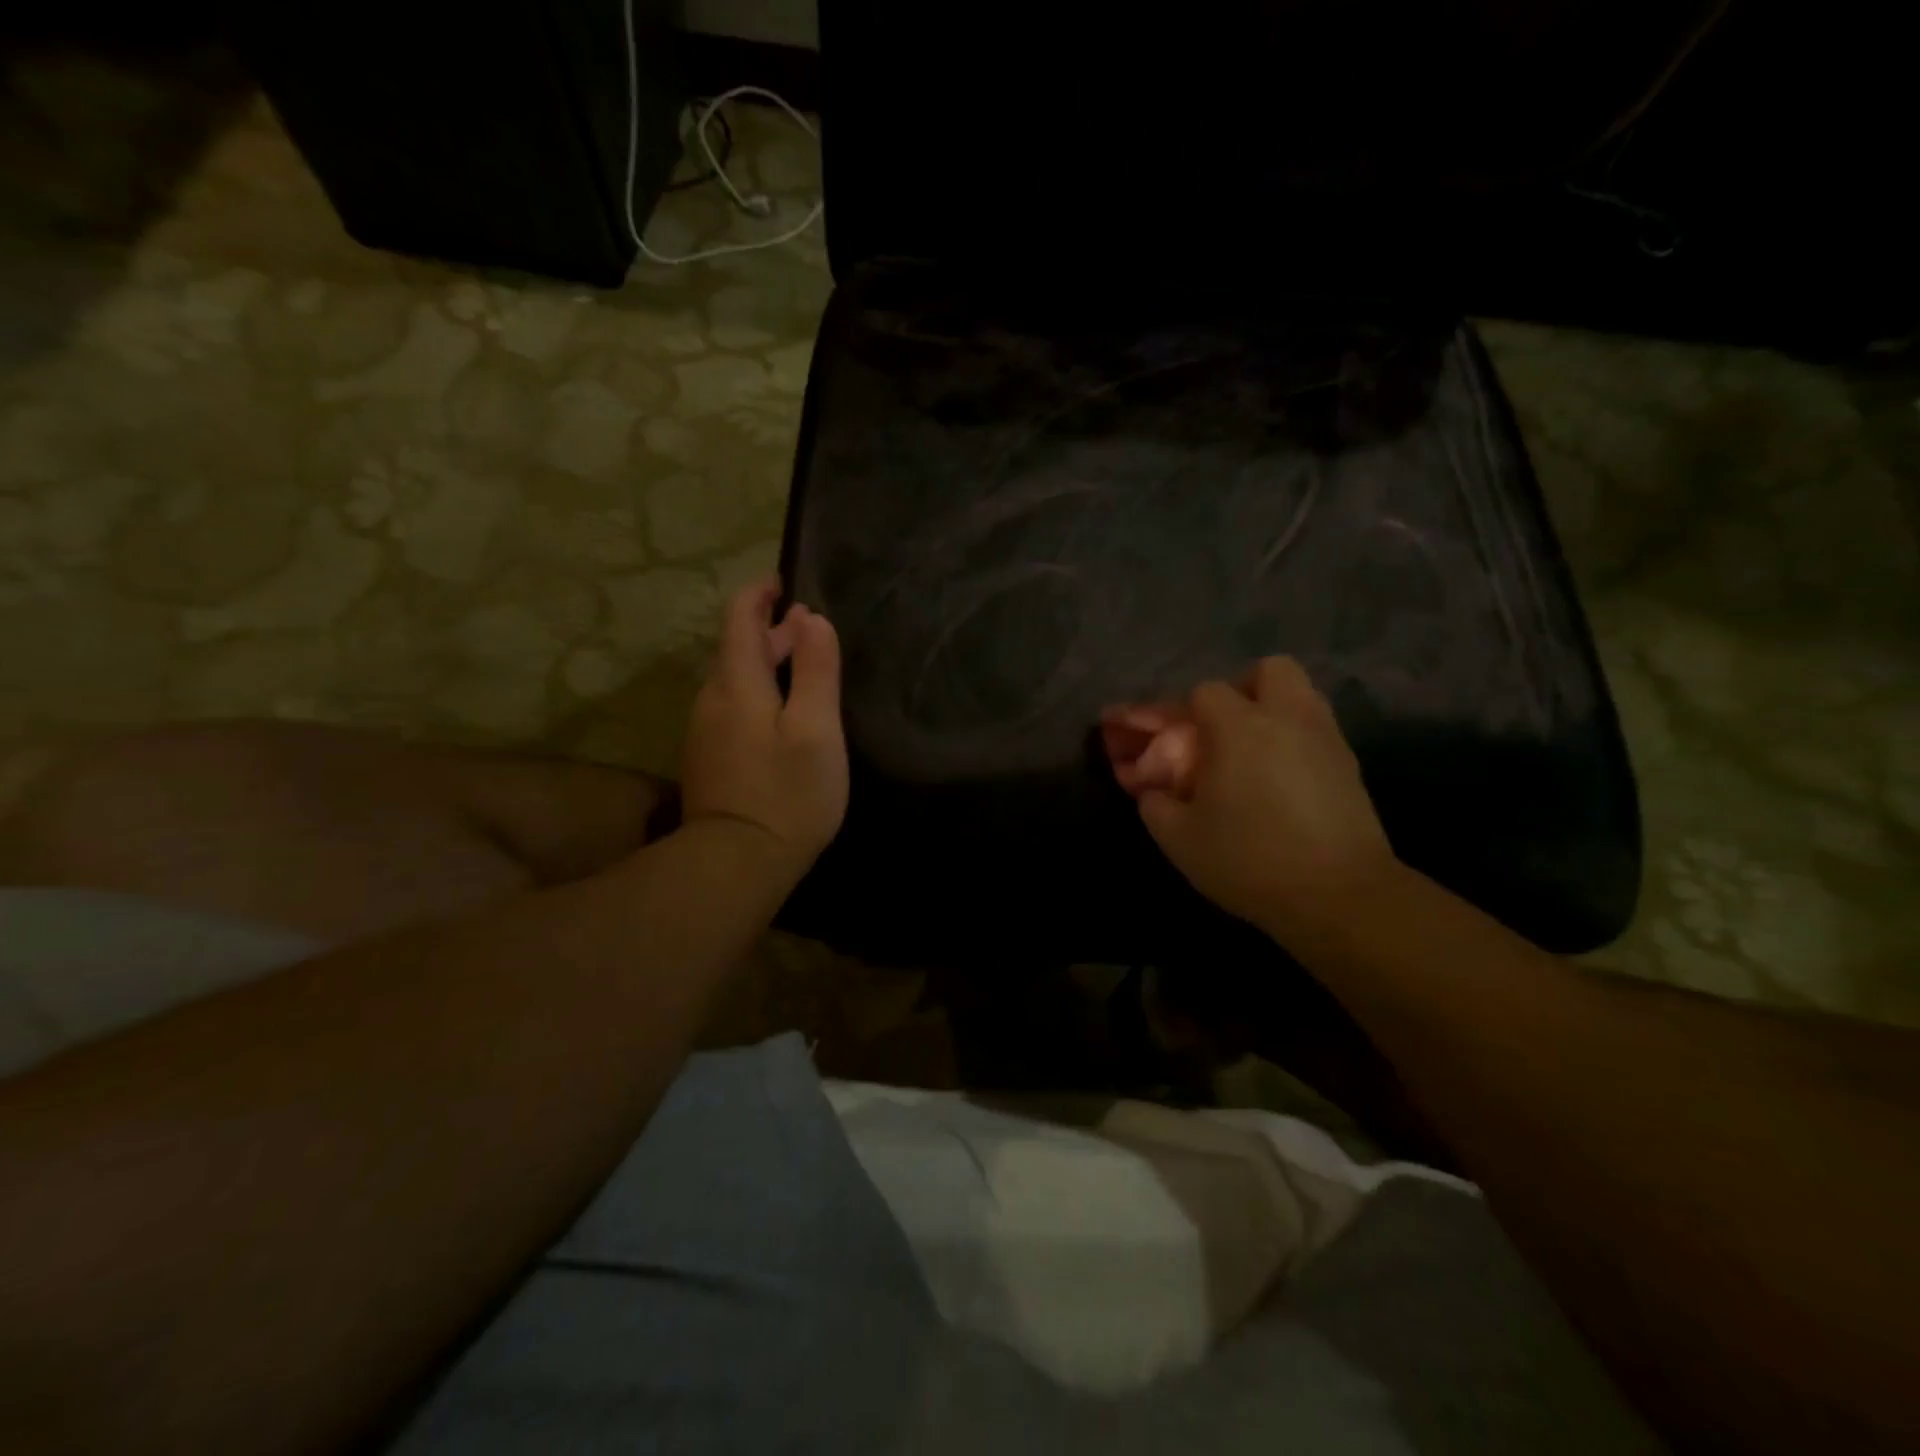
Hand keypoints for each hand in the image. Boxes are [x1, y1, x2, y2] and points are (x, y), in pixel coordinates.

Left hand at [680, 579, 848, 887]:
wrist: (737, 863)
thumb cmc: (788, 792)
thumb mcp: (816, 727)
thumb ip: (815, 669)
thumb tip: (810, 618)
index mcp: (737, 682)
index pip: (739, 617)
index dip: (761, 593)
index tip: (786, 583)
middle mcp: (711, 698)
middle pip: (737, 648)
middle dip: (772, 632)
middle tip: (811, 632)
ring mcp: (704, 731)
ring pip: (735, 681)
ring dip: (765, 666)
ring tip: (803, 672)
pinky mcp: (708, 760)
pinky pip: (732, 709)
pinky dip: (757, 696)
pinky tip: (782, 718)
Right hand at [1106, 659, 1399, 942]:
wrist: (1339, 897)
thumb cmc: (1249, 860)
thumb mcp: (1179, 837)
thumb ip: (1154, 802)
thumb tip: (1151, 788)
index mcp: (1240, 727)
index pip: (1203, 692)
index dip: (1178, 712)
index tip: (1162, 739)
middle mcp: (1288, 719)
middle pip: (1271, 670)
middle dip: (1242, 689)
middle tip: (1221, 729)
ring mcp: (1326, 740)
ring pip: (1301, 696)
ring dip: (1272, 712)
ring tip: (1248, 753)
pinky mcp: (1350, 767)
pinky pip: (1316, 731)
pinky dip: (1293, 740)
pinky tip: (1276, 778)